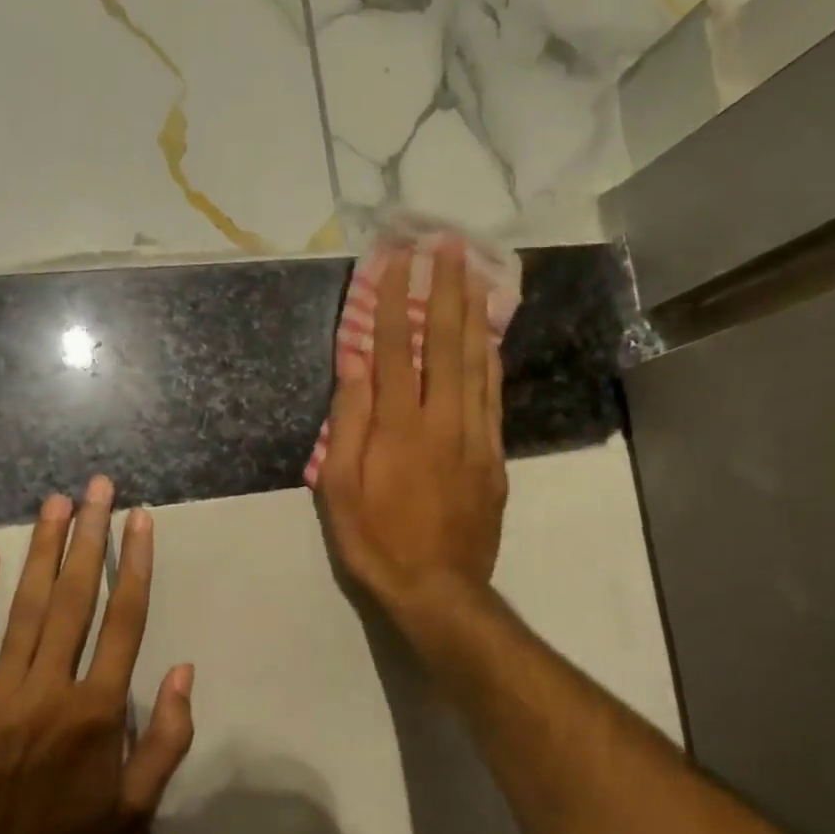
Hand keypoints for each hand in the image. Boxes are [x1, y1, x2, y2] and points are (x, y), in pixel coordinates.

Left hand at [0, 476, 194, 833]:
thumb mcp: (137, 808)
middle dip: (88, 537)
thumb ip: (166, 736)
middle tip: (97, 489)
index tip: (140, 520)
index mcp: (97, 712)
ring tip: (55, 504)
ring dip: (41, 552)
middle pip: (73, 599)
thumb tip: (184, 670)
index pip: (123, 620)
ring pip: (24, 609)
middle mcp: (49, 690)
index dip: (134, 565)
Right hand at [319, 243, 507, 642]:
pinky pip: (494, 396)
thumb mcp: (340, 489)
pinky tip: (489, 335)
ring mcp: (475, 436)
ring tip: (474, 271)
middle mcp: (442, 420)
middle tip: (449, 243)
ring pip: (477, 362)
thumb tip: (354, 363)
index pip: (396, 348)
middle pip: (446, 342)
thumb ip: (349, 422)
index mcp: (399, 427)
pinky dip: (491, 358)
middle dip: (445, 288)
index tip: (398, 257)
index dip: (396, 299)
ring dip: (473, 312)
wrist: (439, 590)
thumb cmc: (377, 542)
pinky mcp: (494, 456)